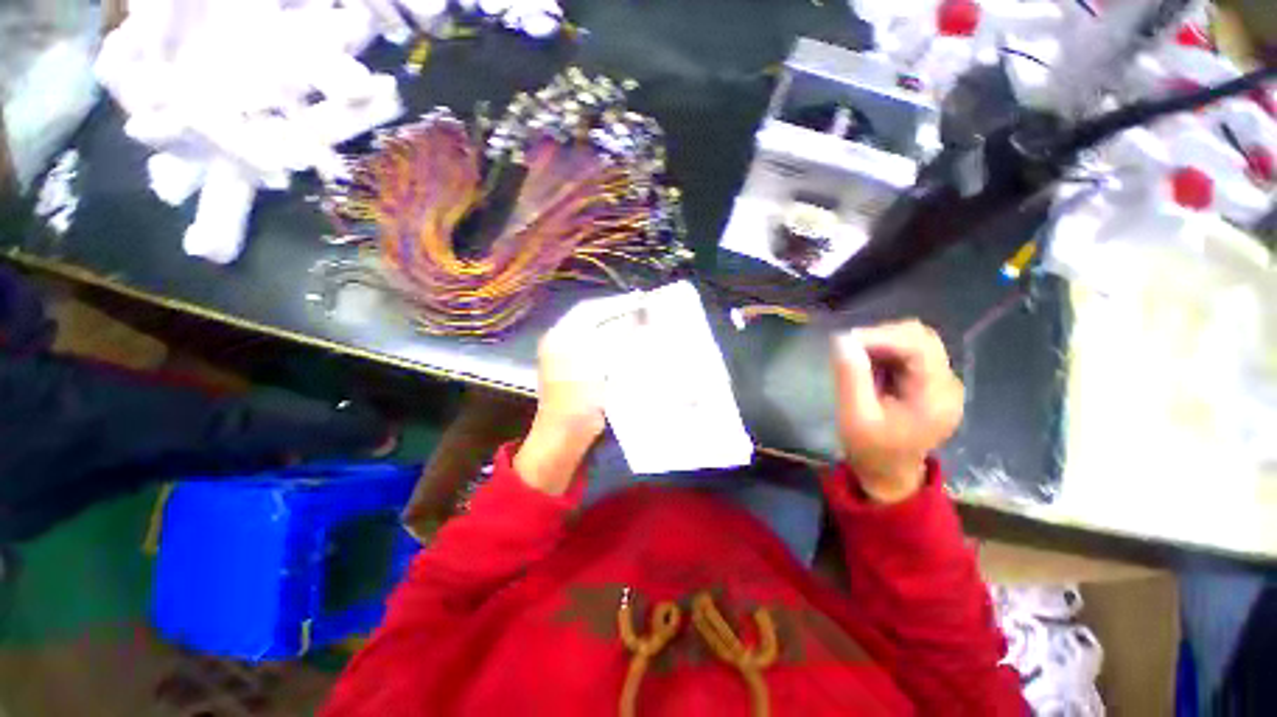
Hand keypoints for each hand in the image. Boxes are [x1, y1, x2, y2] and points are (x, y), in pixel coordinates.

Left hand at [514, 293, 644, 493]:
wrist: (564, 435)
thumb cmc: (578, 399)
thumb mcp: (599, 365)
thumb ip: (616, 338)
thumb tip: (636, 318)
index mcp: (561, 336)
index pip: (589, 310)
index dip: (614, 304)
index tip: (638, 300)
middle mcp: (560, 341)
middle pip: (590, 319)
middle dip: (616, 313)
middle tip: (641, 310)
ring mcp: (566, 356)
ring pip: (594, 332)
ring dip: (615, 327)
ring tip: (639, 323)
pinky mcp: (575, 369)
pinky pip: (595, 347)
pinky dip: (612, 342)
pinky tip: (627, 343)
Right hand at [830, 320, 964, 503]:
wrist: (889, 475)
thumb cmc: (871, 450)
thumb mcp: (855, 416)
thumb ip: (851, 377)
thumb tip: (842, 339)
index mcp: (935, 396)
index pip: (918, 346)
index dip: (881, 336)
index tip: (845, 340)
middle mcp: (947, 384)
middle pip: (922, 338)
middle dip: (882, 336)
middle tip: (849, 348)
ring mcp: (942, 383)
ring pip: (916, 342)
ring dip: (884, 343)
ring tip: (857, 358)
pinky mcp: (931, 383)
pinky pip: (911, 354)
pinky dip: (887, 352)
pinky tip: (869, 367)